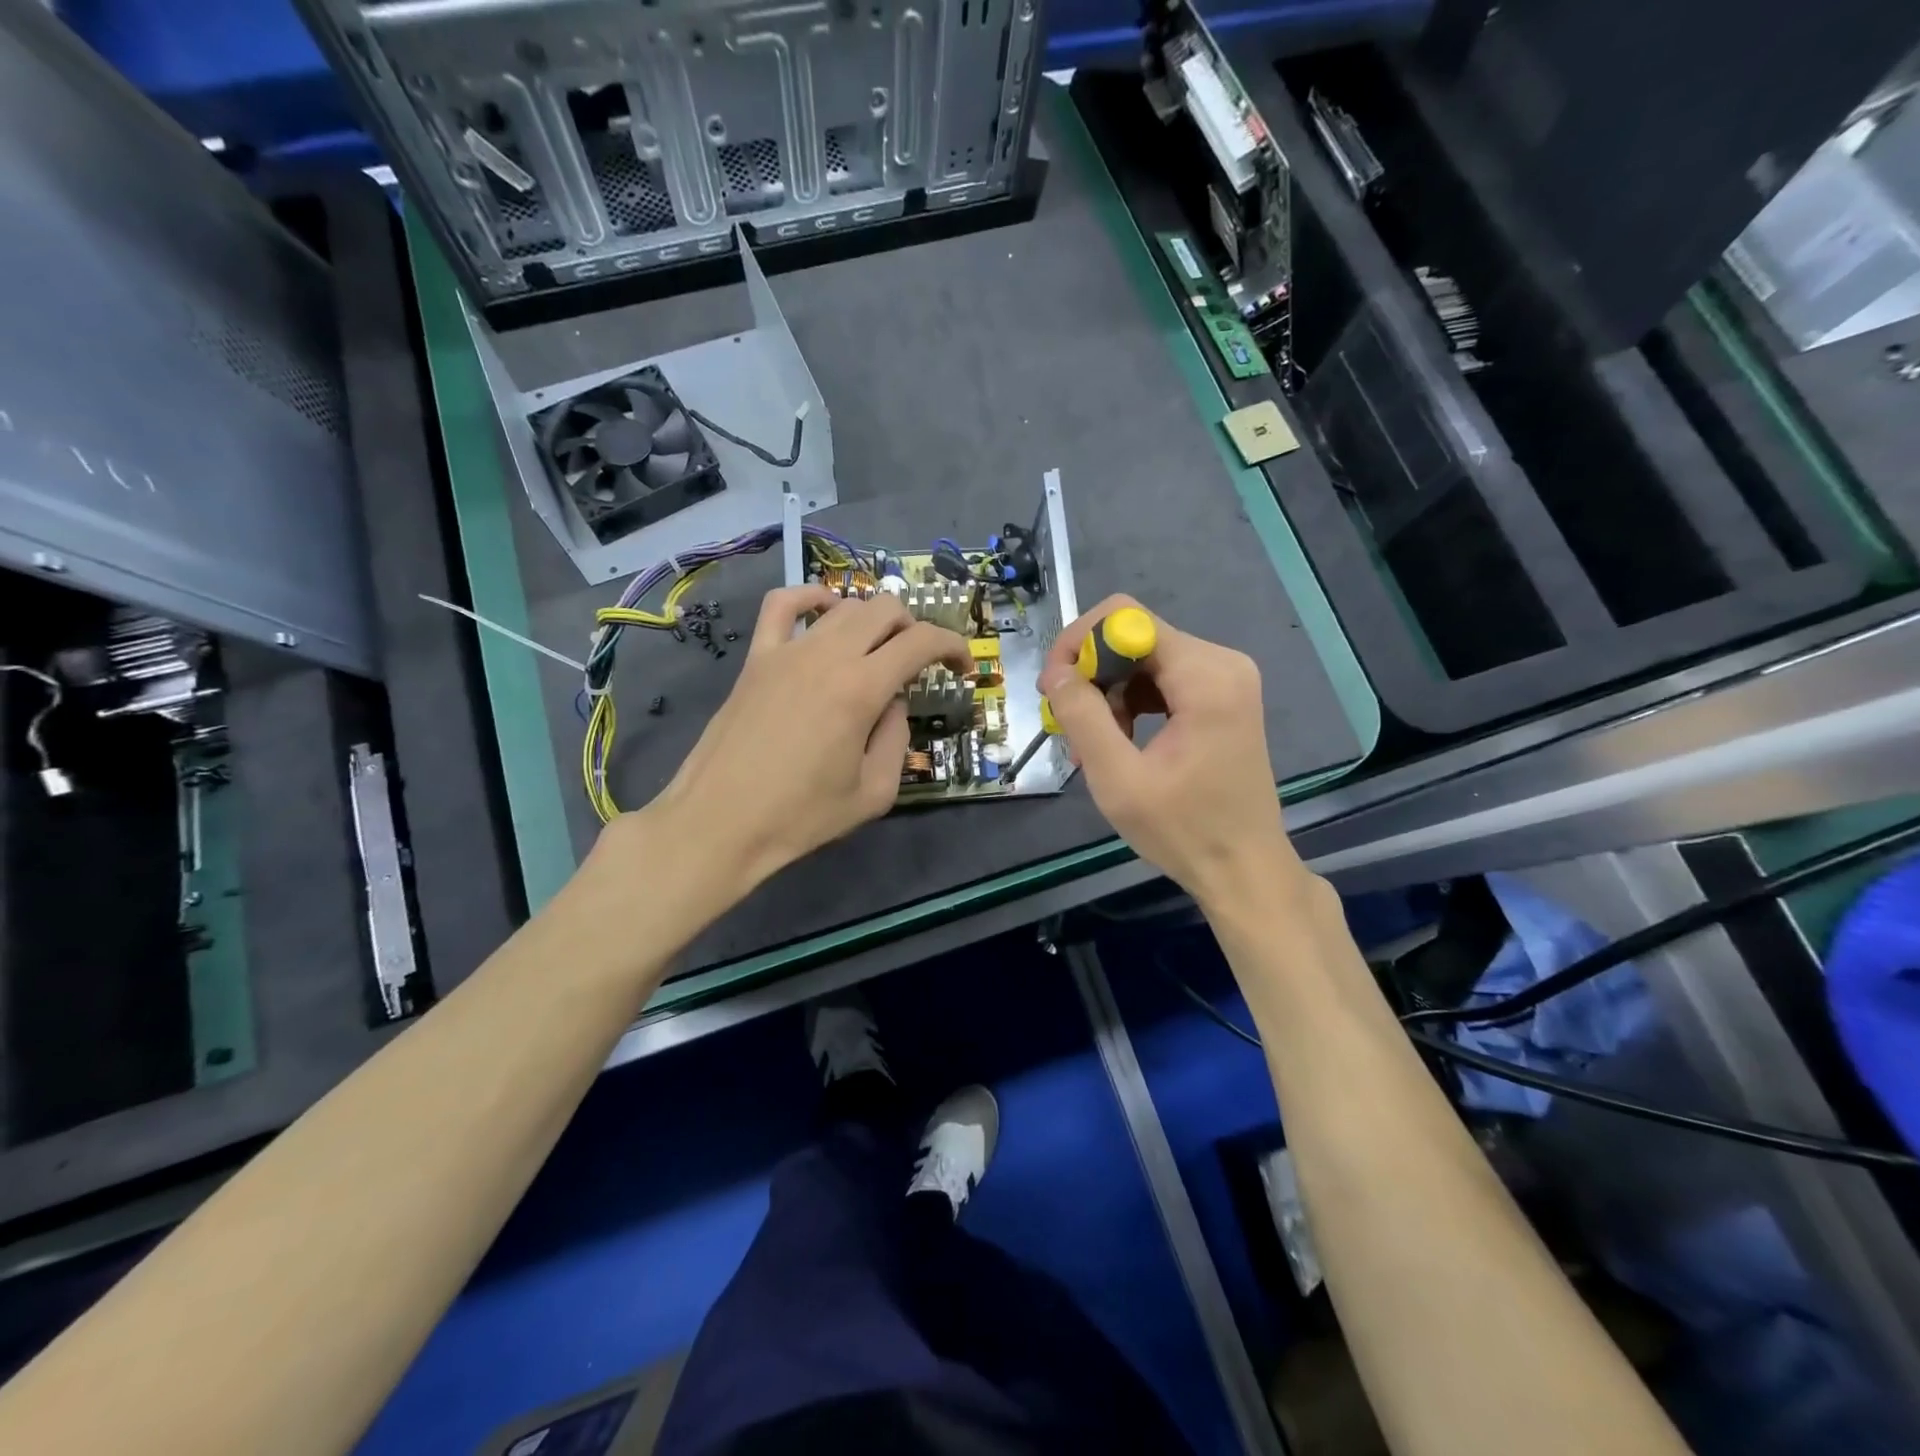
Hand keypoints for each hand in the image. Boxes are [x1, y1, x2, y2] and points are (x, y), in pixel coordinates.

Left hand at [618, 585, 970, 897]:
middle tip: (920, 663)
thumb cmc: (801, 816)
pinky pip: (782, 605)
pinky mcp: (756, 658)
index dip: (953, 646)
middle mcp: (827, 656)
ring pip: (843, 605)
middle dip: (916, 629)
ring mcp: (787, 651)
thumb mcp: (874, 793)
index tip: (962, 667)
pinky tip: (825, 613)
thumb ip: (896, 739)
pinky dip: (812, 597)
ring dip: (873, 620)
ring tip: (878, 648)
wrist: (720, 823)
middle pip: (886, 610)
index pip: (921, 642)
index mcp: (862, 689)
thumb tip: (893, 703)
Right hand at [1037, 595, 1301, 907]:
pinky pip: (1162, 679)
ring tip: (1092, 743)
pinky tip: (1119, 739)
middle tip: (1067, 723)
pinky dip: (1132, 702)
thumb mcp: (1118, 778)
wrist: (1245, 870)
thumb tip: (1056, 671)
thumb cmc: (1183, 831)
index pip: (1124, 617)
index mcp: (1205, 675)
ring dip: (1109, 693)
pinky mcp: (1222, 697)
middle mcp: (1221, 662)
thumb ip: (1082, 716)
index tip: (1054, 690)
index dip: (1079, 644)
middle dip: (1092, 673)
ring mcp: (1226, 678)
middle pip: (1135, 636)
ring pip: (1144, 658)